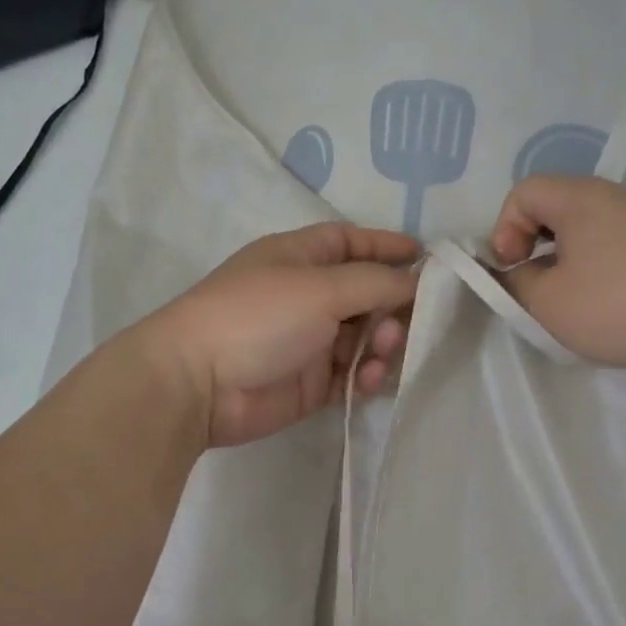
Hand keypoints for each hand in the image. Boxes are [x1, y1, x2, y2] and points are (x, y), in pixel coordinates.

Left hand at [135, 222, 420, 447]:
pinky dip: (366, 375)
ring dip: (382, 342)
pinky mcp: (310, 383)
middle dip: (393, 303)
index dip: (386, 245)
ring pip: (364, 336)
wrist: (199, 384)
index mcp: (299, 257)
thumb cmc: (259, 316)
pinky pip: (352, 374)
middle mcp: (306, 295)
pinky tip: (368, 379)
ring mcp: (308, 341)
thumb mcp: (322, 287)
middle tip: (411, 319)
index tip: (427, 256)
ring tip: (382, 351)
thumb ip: (376, 282)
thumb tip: (415, 281)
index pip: (350, 242)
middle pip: (365, 292)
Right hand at [489, 175, 625, 382]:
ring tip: (565, 296)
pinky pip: (612, 241)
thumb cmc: (616, 305)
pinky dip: (594, 263)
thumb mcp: (547, 301)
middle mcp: (612, 196)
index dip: (503, 228)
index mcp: (579, 197)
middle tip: (531, 281)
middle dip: (531, 241)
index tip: (511, 268)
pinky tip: (603, 300)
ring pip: (585, 225)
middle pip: (554, 205)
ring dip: (563, 256)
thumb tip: (512, 271)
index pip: (523, 192)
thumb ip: (514, 281)